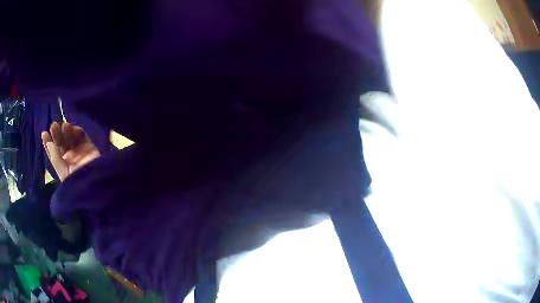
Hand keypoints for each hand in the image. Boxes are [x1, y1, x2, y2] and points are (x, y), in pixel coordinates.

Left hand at [42, 122, 100, 180]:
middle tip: (53, 125)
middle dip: (56, 133)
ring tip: (64, 125)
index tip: (44, 133)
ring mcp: (78, 150)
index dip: (48, 142)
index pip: (53, 151)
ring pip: (70, 136)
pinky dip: (77, 130)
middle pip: (61, 141)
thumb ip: (55, 156)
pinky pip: (81, 135)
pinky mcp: (88, 146)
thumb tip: (48, 142)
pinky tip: (72, 128)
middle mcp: (69, 156)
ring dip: (66, 130)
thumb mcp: (62, 171)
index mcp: (61, 164)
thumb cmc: (75, 180)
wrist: (93, 183)